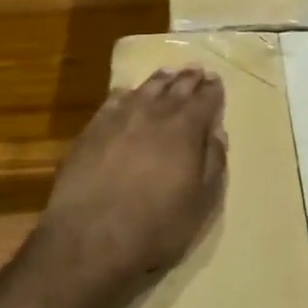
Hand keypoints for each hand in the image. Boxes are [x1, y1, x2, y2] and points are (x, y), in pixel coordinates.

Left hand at [35, 67, 227, 288]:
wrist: (90, 237)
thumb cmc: (156, 226)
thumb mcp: (200, 202)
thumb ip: (213, 162)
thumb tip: (217, 132)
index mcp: (185, 129)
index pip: (205, 100)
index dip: (213, 90)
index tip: (216, 81)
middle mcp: (154, 113)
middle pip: (176, 87)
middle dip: (189, 78)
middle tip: (196, 70)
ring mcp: (120, 118)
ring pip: (145, 88)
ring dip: (160, 79)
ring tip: (169, 73)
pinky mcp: (92, 129)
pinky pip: (113, 100)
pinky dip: (125, 93)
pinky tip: (127, 93)